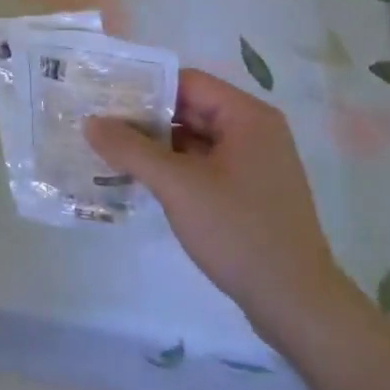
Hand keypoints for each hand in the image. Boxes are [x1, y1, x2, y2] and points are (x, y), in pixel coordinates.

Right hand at [86, 68, 349, 343]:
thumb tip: (90, 122)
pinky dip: (176, 168)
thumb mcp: (177, 186)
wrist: (299, 307)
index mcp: (247, 116)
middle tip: (101, 124)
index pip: (187, 82)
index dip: (145, 87)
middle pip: (191, 109)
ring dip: (158, 146)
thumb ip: (131, 149)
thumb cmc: (239, 232)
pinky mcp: (252, 193)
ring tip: (113, 151)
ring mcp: (256, 164)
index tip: (106, 96)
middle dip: (147, 118)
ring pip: (196, 140)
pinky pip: (206, 165)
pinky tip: (144, 180)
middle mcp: (256, 131)